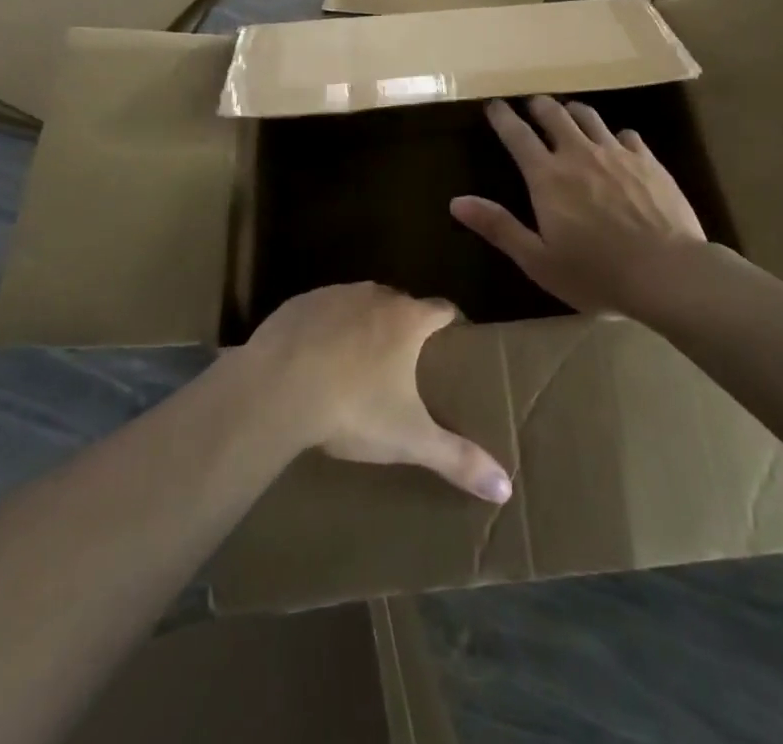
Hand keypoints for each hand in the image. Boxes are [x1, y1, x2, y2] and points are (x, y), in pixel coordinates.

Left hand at [241, 283, 512, 503]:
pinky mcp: (301, 302)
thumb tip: (506, 488)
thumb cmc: (352, 407)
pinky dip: (327, 328)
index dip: (451, 324)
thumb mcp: (408, 438)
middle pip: (402, 304)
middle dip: (406, 328)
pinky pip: (324, 310)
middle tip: (404, 365)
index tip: (452, 345)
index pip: (444, 309)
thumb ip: (458, 458)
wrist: (276, 387)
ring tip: (359, 363)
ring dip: (365, 325)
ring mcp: (336, 294)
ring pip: (362, 304)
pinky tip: (316, 359)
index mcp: (409, 319)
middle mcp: (377, 295)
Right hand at [450, 96, 706, 314]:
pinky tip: (617, 144)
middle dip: (537, 106)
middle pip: (553, 114)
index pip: (517, 134)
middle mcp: (579, 153)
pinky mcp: (648, 161)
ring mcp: (617, 153)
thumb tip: (456, 201)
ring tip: (568, 115)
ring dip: (572, 111)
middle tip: (531, 106)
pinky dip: (614, 135)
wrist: (668, 273)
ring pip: (589, 116)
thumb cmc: (596, 273)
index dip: (502, 116)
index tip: (493, 105)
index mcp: (547, 176)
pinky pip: (626, 134)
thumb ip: (499, 227)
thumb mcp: (538, 260)